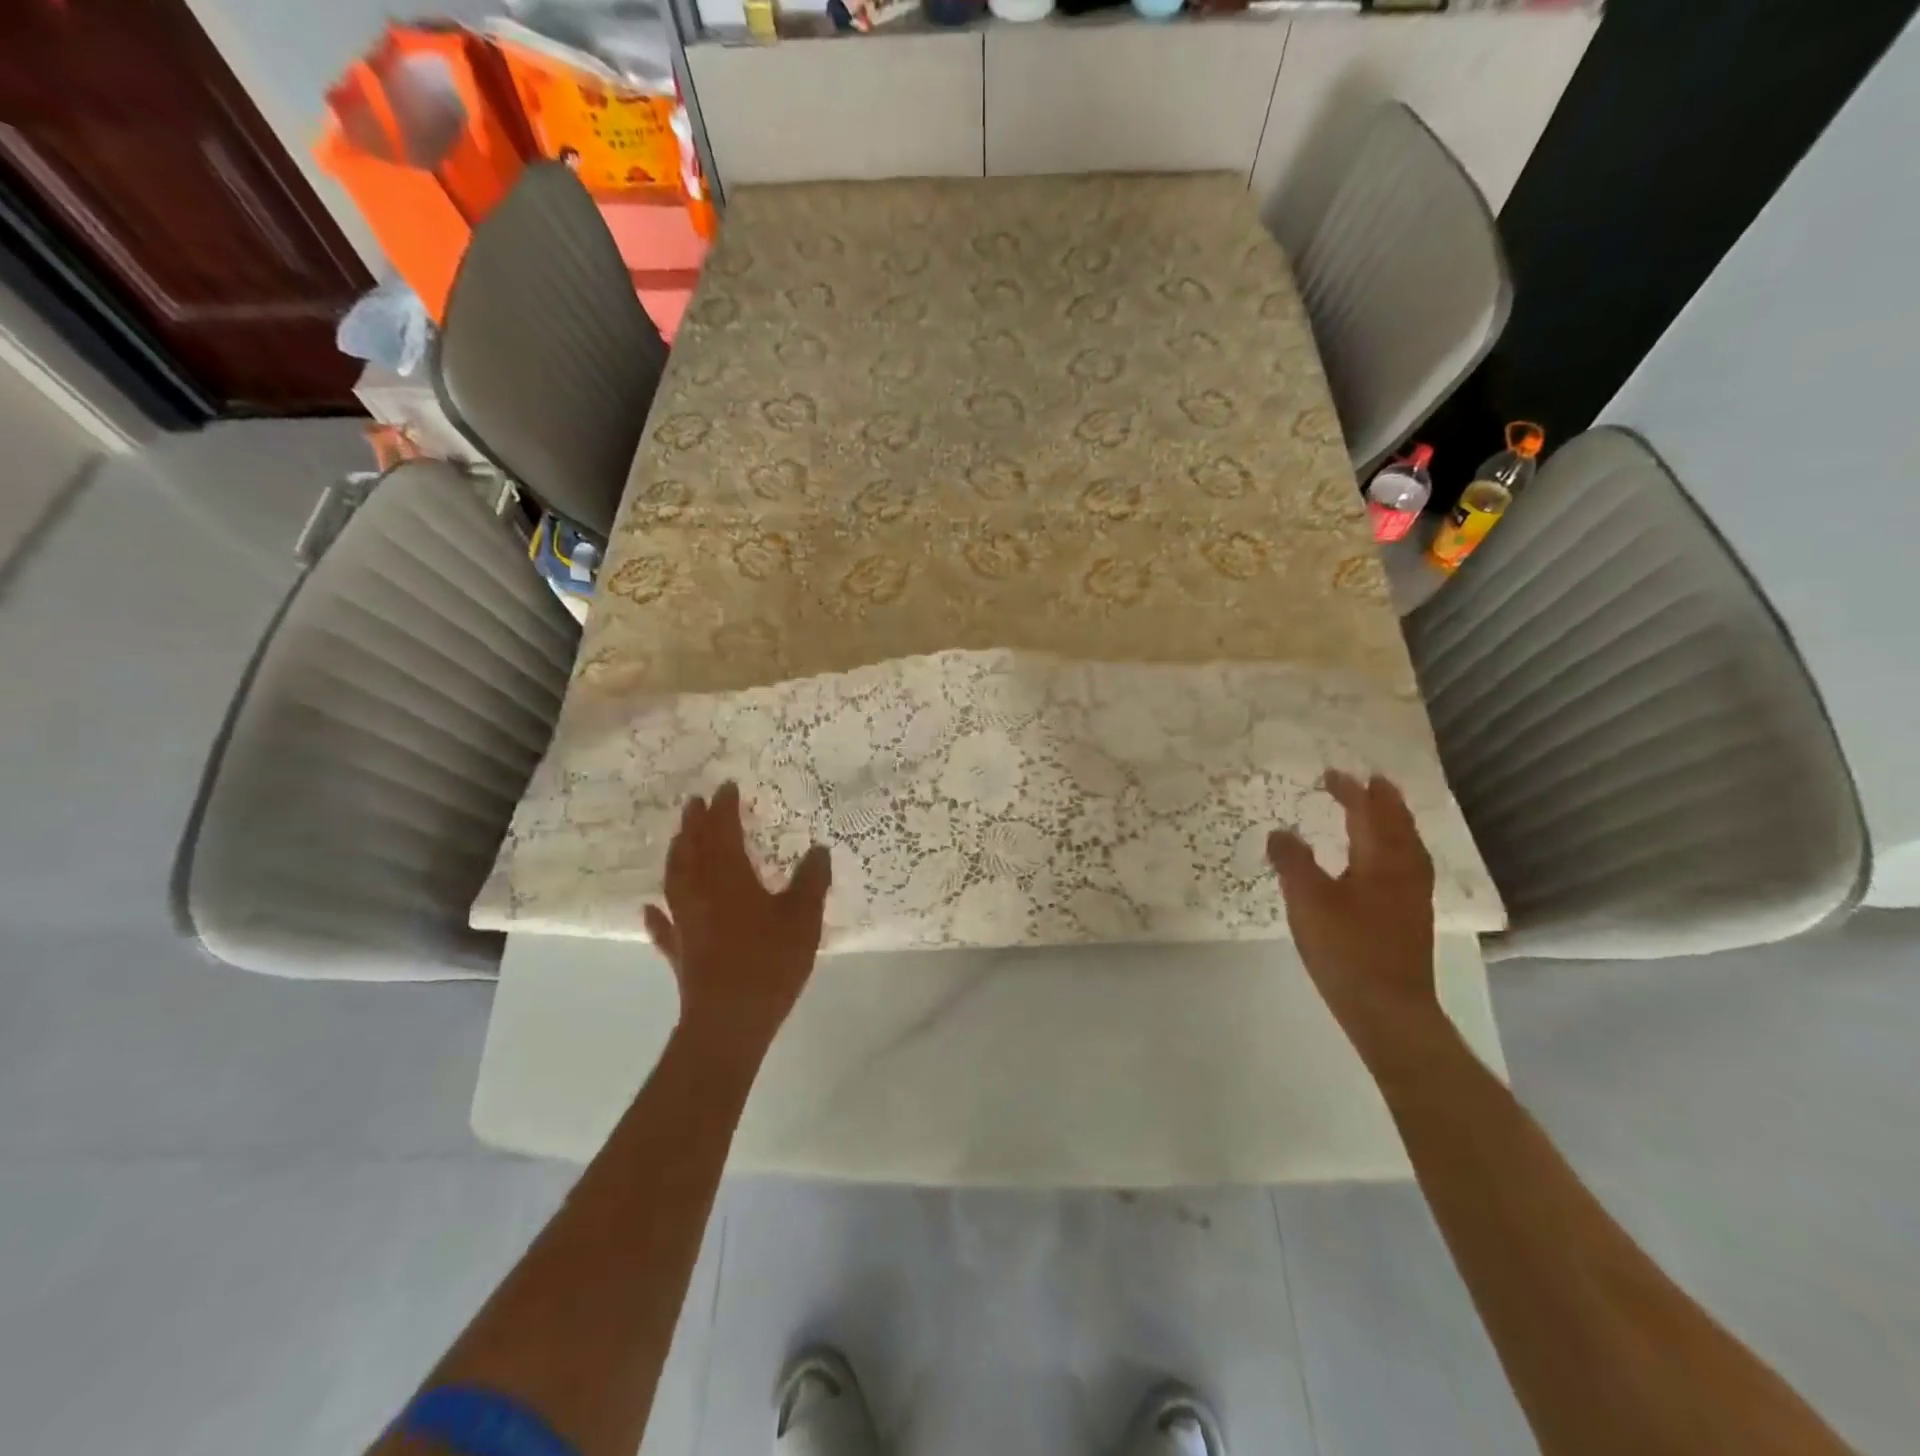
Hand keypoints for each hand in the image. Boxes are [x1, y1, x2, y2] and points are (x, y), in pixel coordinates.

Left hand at [644, 783, 832, 1058]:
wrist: (729, 1021)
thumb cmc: (769, 962)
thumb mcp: (803, 918)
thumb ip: (811, 882)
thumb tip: (818, 850)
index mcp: (729, 878)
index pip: (723, 832)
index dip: (724, 809)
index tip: (727, 787)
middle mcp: (700, 893)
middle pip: (692, 850)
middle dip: (694, 824)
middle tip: (696, 803)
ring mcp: (685, 923)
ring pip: (675, 880)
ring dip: (677, 855)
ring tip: (679, 840)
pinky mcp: (680, 952)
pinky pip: (664, 926)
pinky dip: (657, 914)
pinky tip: (650, 908)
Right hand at [1267, 770, 1439, 1039]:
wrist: (1387, 1008)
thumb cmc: (1346, 949)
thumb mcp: (1308, 901)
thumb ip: (1292, 862)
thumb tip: (1280, 832)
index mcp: (1382, 860)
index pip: (1369, 813)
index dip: (1352, 791)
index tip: (1333, 774)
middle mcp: (1405, 871)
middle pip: (1398, 825)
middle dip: (1381, 801)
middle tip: (1367, 782)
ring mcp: (1412, 896)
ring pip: (1407, 847)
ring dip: (1391, 824)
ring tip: (1377, 813)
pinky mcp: (1410, 917)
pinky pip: (1405, 865)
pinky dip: (1393, 848)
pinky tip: (1379, 863)